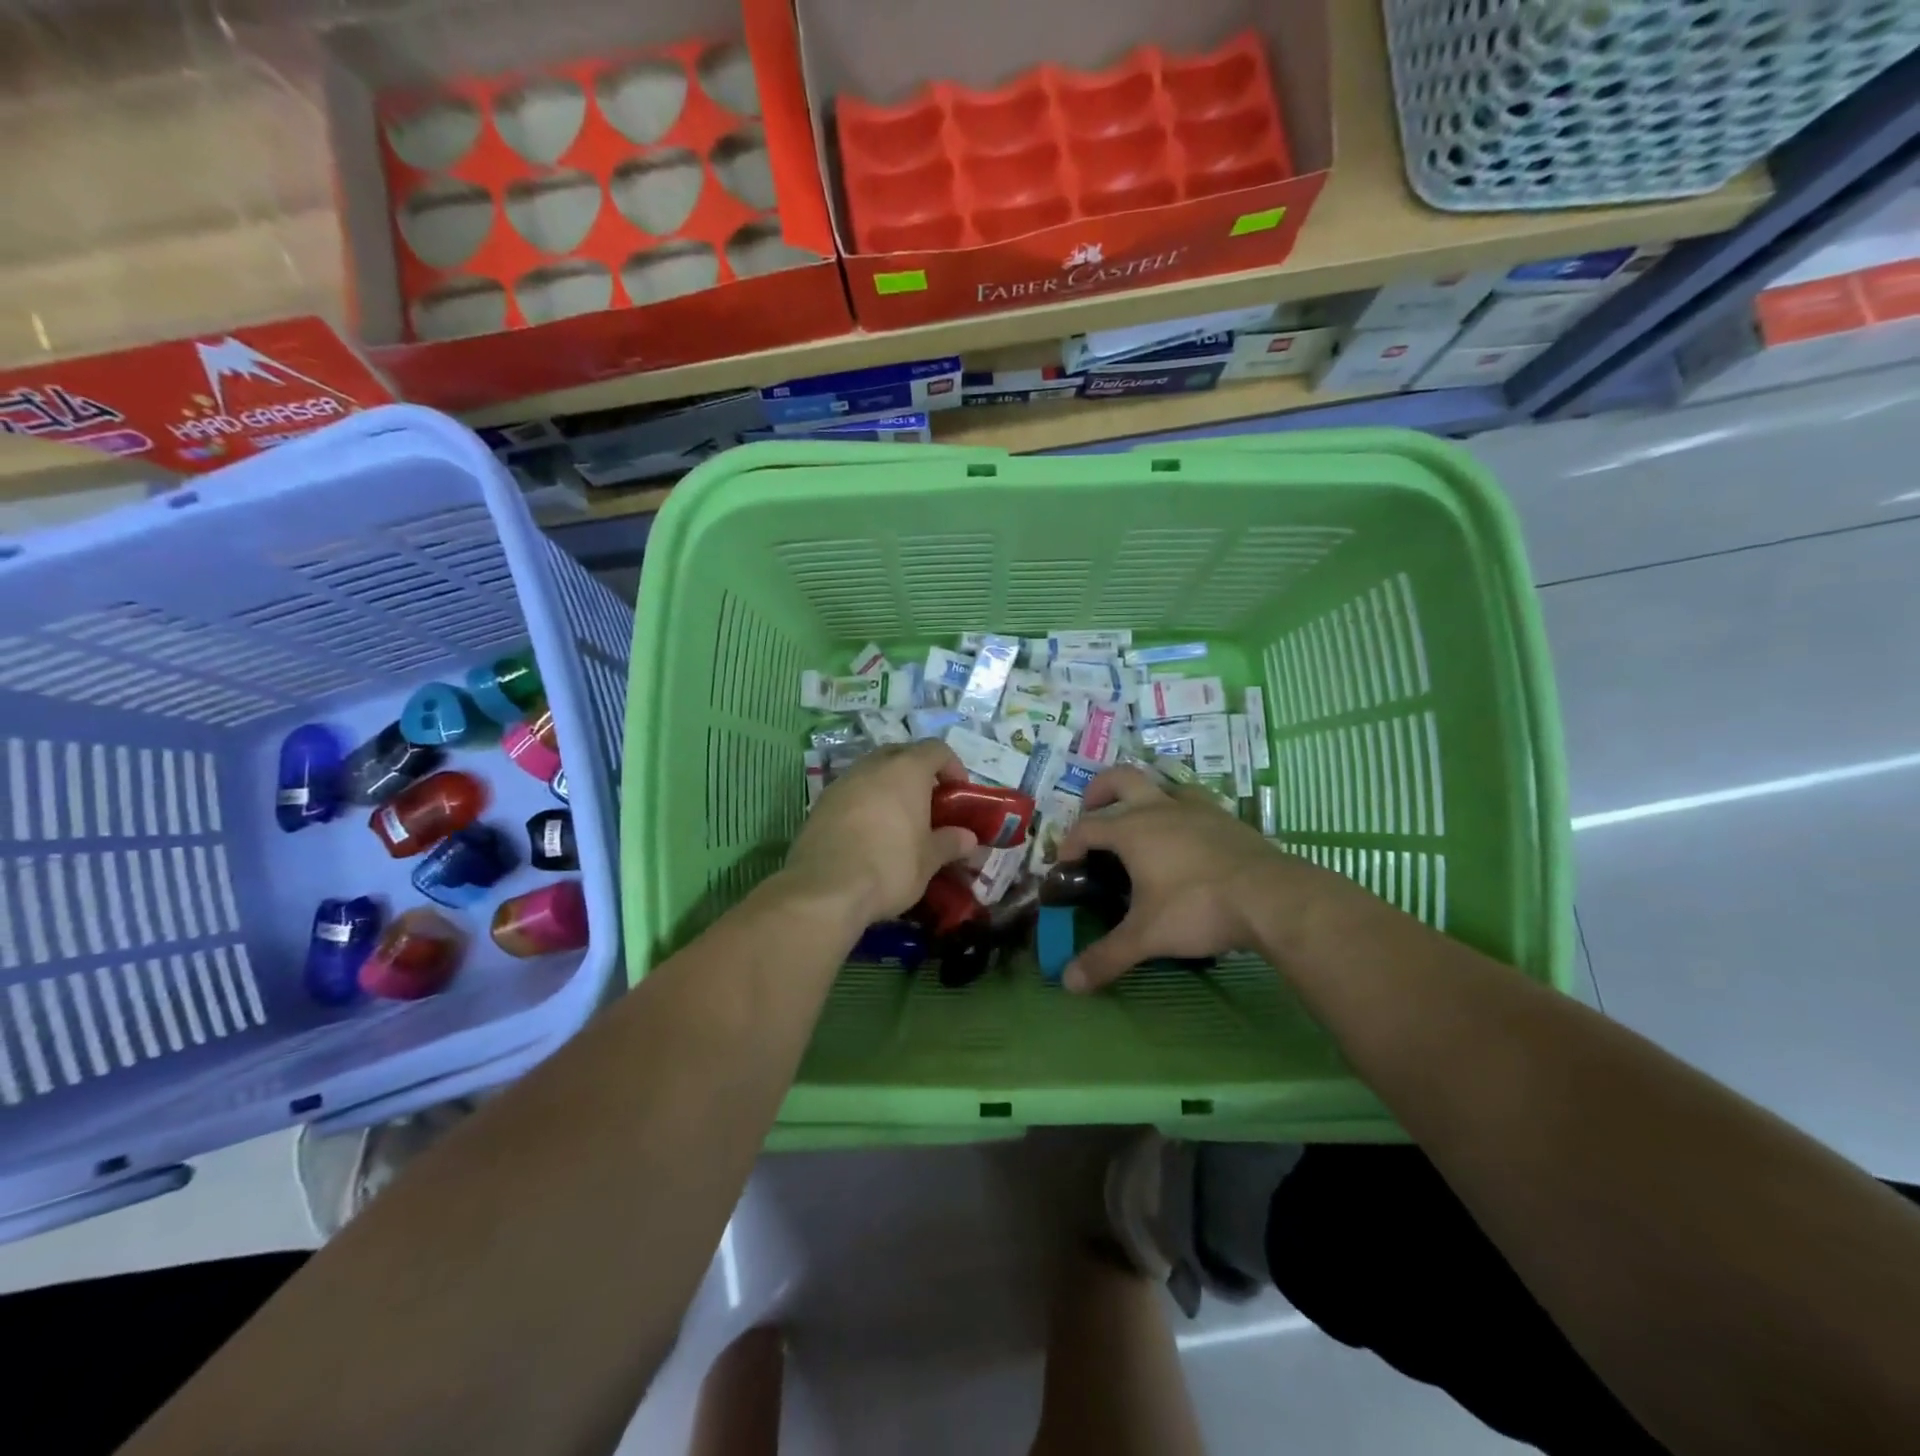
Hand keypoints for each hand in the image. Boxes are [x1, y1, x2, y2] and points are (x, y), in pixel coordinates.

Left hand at [785, 740, 978, 924]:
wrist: (825, 890)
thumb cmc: (890, 866)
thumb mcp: (929, 859)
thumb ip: (950, 843)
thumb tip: (968, 838)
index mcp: (906, 770)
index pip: (936, 749)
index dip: (952, 767)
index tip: (958, 794)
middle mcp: (872, 766)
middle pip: (901, 754)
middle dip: (918, 773)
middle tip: (929, 804)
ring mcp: (842, 782)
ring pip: (872, 772)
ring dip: (888, 788)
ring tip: (898, 821)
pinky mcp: (819, 804)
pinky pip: (851, 793)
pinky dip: (864, 804)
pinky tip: (869, 834)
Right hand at [1054, 766, 1284, 992]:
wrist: (1272, 897)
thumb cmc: (1198, 909)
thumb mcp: (1147, 936)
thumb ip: (1106, 957)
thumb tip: (1068, 983)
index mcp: (1132, 829)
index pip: (1087, 826)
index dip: (1069, 842)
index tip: (1066, 864)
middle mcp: (1160, 808)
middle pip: (1119, 778)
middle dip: (1098, 791)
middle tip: (1092, 811)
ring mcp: (1196, 808)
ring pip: (1161, 784)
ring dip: (1144, 796)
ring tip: (1140, 822)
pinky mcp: (1226, 818)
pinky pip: (1194, 802)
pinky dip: (1179, 812)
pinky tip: (1186, 837)